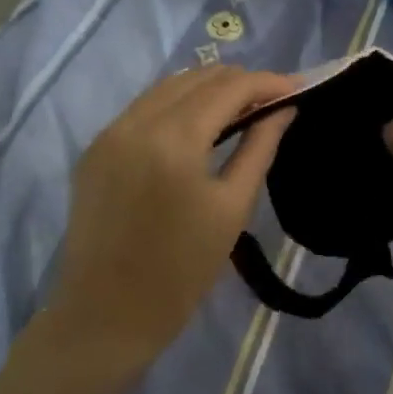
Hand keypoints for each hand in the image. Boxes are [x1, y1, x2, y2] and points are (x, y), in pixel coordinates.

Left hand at [43, 66, 296, 375]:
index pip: (229, 88)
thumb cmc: (181, 271)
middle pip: (197, 77)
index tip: (297, 87)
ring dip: (207, 89)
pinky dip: (176, 104)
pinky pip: (143, 107)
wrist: (107, 315)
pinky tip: (197, 123)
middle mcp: (136, 122)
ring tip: (240, 107)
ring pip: (167, 86)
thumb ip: (260, 147)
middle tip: (272, 100)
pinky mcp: (95, 147)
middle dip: (239, 82)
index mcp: (174, 140)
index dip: (268, 82)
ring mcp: (109, 132)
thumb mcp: (232, 208)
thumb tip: (283, 108)